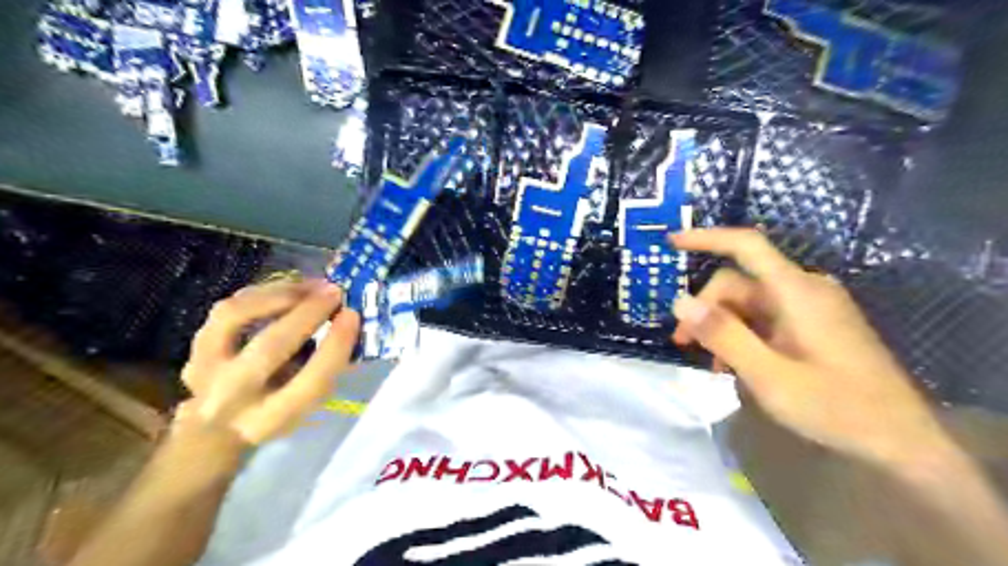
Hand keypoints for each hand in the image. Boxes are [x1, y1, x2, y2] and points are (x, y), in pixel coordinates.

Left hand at [174, 279, 356, 445]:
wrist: (214, 428)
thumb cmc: (276, 410)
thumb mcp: (307, 402)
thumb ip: (325, 367)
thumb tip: (346, 322)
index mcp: (271, 418)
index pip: (310, 382)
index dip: (335, 346)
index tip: (353, 316)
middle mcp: (232, 397)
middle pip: (271, 347)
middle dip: (308, 312)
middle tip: (336, 292)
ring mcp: (205, 369)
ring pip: (236, 317)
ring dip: (280, 294)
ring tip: (312, 285)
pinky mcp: (195, 346)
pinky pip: (227, 308)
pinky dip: (262, 293)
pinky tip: (288, 289)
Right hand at [667, 228, 955, 468]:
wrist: (901, 440)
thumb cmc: (836, 407)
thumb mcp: (768, 375)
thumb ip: (723, 335)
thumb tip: (679, 300)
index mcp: (797, 292)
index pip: (746, 246)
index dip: (706, 238)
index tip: (670, 242)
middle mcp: (804, 290)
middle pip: (739, 283)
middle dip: (706, 308)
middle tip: (684, 343)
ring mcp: (811, 308)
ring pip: (749, 303)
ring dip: (722, 326)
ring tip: (711, 363)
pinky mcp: (814, 325)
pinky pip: (765, 318)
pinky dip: (743, 334)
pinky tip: (736, 364)